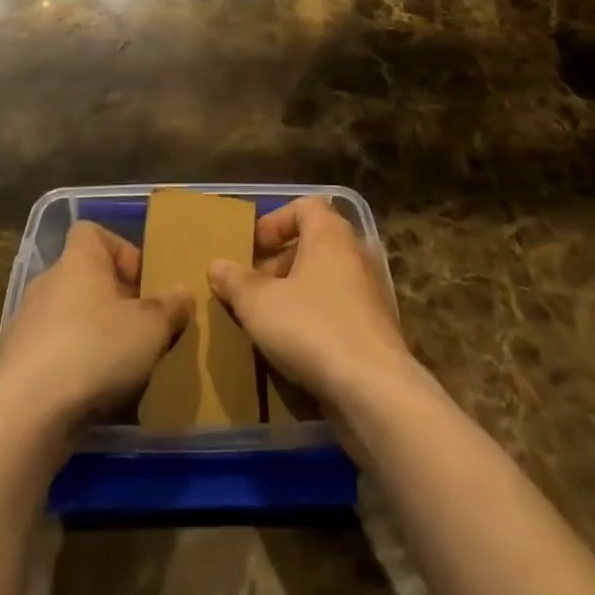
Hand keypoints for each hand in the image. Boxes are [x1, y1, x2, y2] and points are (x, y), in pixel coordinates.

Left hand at [0, 221, 189, 430]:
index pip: (93, 232)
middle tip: (140, 329)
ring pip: (68, 315)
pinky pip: (52, 350)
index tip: (142, 283)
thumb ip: (170, 307)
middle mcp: (48, 281)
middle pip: (84, 277)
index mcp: (78, 260)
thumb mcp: (151, 328)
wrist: (26, 413)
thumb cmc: (95, 350)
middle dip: (113, 299)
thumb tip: (183, 292)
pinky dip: (71, 363)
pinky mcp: (13, 361)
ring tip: (119, 365)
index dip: (120, 251)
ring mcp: (25, 321)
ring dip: (92, 333)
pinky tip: (90, 391)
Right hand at [208, 196, 415, 409]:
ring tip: (269, 320)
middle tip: (254, 288)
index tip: (252, 249)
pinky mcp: (378, 326)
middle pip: (314, 243)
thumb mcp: (258, 304)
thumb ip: (235, 281)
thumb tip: (217, 266)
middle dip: (280, 262)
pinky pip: (340, 308)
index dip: (274, 222)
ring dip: (296, 292)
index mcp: (329, 234)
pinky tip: (296, 346)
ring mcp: (371, 290)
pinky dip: (317, 317)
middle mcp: (355, 252)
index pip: (304, 206)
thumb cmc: (311, 328)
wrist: (374, 389)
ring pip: (326, 278)